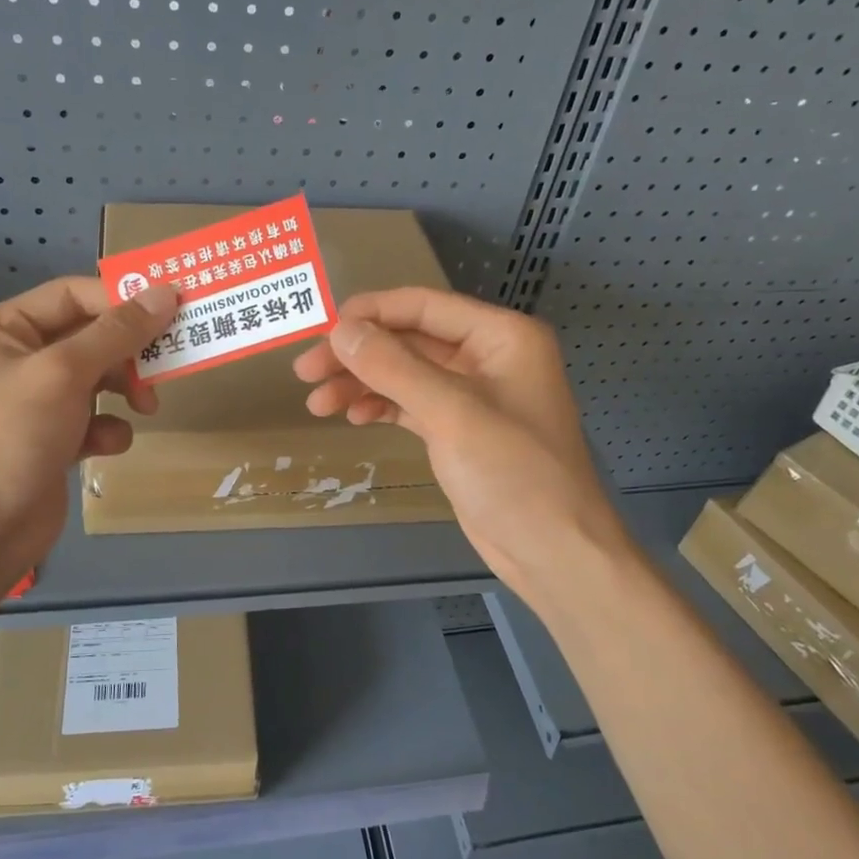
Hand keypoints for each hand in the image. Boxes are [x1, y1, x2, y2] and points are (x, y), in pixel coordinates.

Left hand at [0, 277, 177, 586]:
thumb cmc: (11, 437)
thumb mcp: (63, 373)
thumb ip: (117, 333)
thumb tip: (164, 292)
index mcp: (2, 330)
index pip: (72, 295)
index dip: (121, 299)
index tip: (172, 309)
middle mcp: (16, 359)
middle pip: (89, 337)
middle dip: (127, 353)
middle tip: (167, 363)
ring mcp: (33, 403)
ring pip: (96, 379)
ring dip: (124, 390)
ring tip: (146, 408)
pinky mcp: (51, 440)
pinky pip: (92, 419)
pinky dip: (106, 429)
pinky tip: (106, 447)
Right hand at [292, 288, 635, 592]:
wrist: (552, 551)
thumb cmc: (513, 473)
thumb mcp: (451, 413)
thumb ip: (393, 366)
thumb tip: (339, 330)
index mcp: (500, 336)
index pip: (423, 306)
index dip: (369, 313)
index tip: (318, 329)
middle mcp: (487, 357)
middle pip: (408, 340)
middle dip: (357, 354)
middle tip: (305, 373)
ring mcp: (473, 395)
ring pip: (405, 374)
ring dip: (361, 383)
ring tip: (318, 403)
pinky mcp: (458, 430)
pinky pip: (411, 404)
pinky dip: (380, 407)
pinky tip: (352, 417)